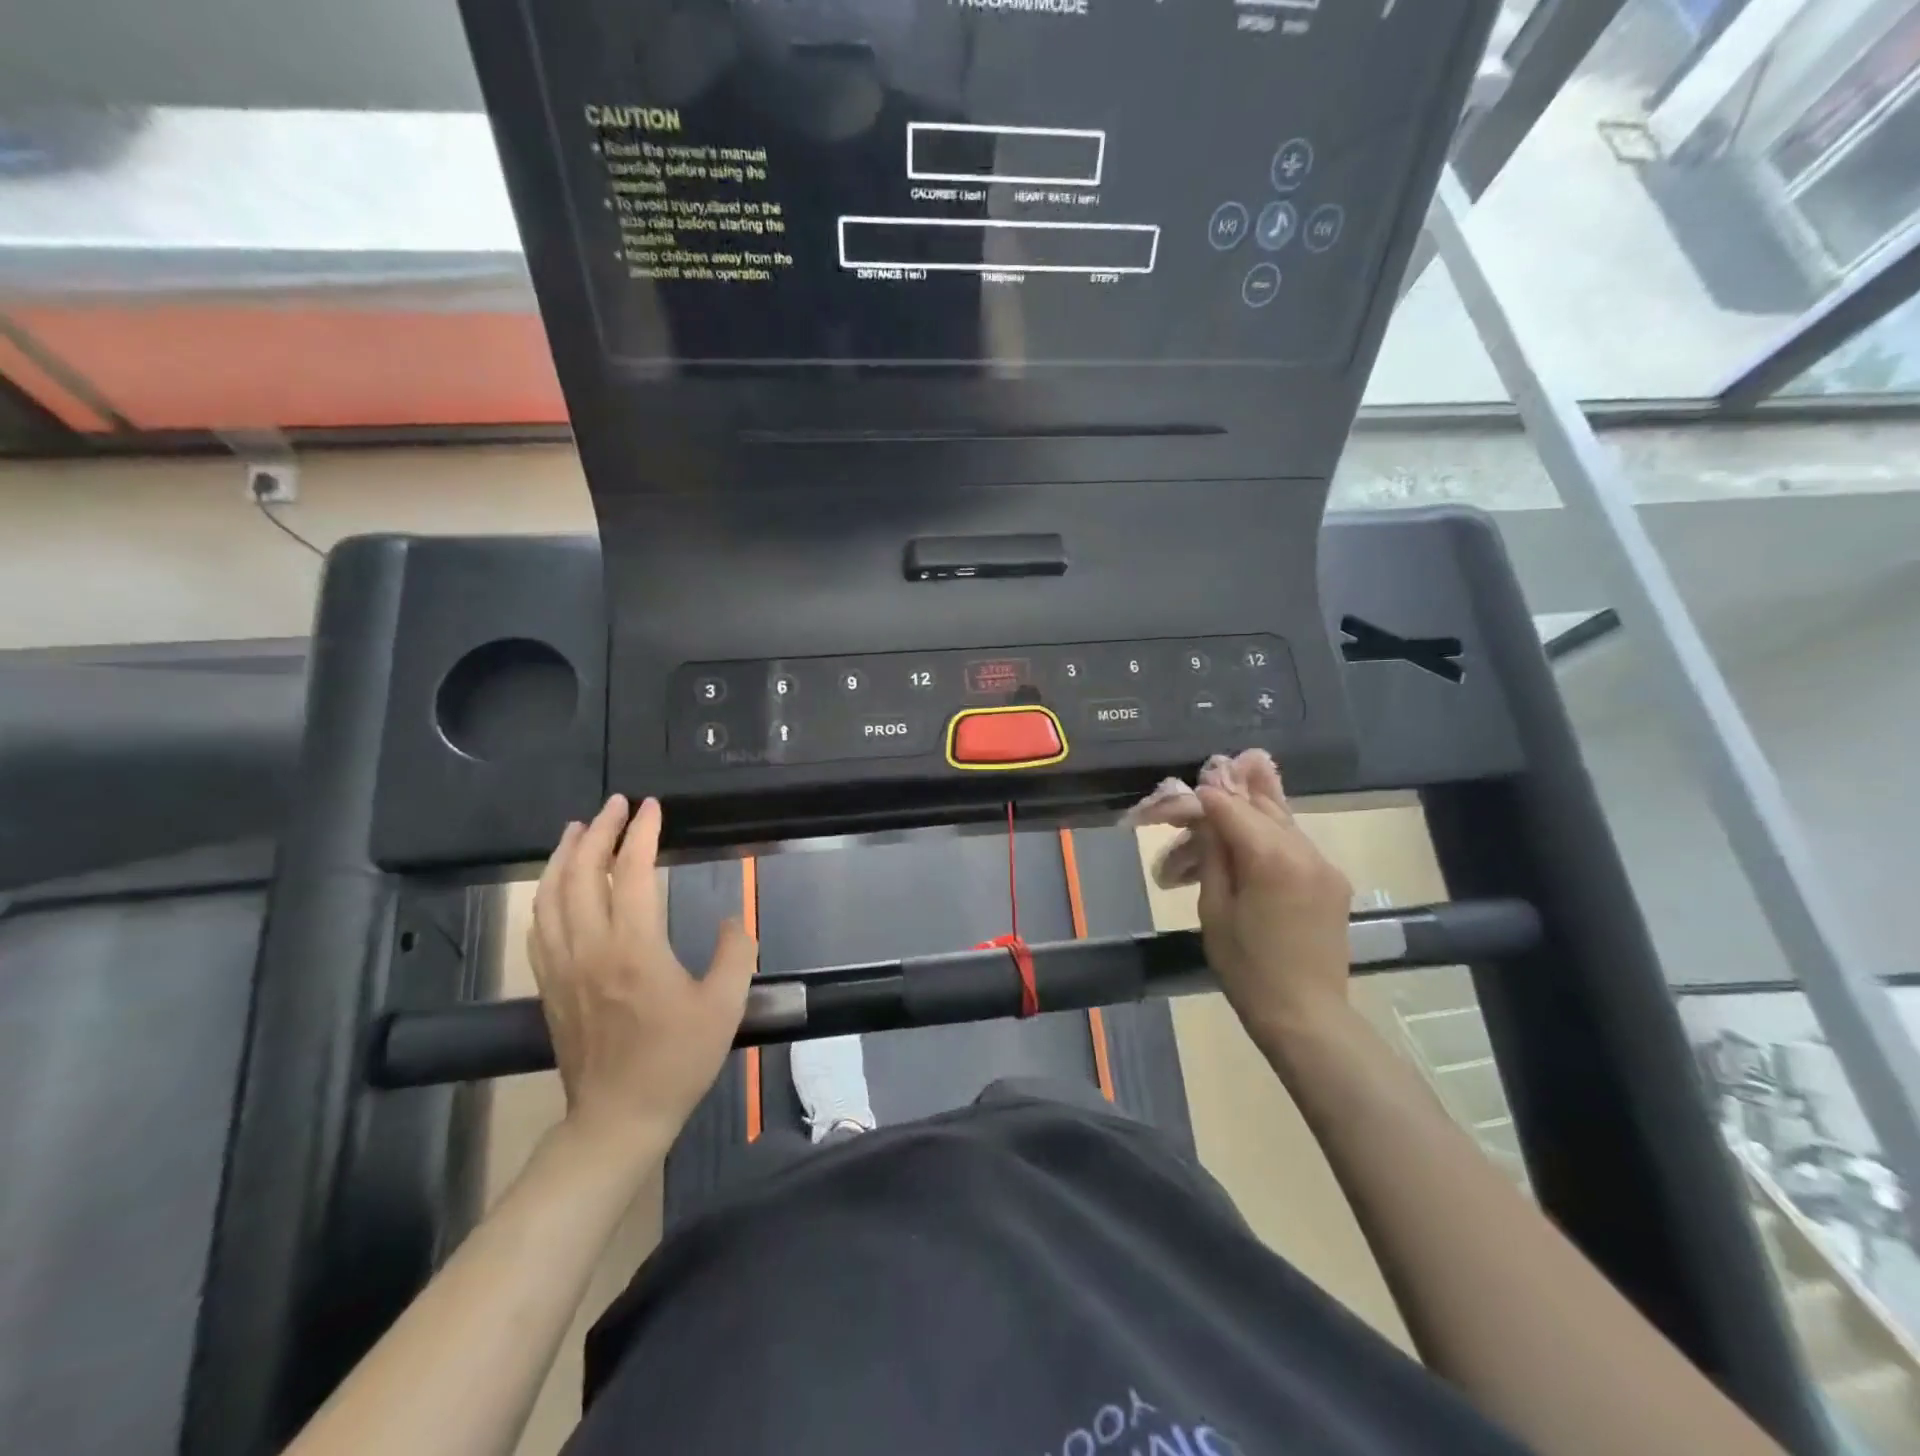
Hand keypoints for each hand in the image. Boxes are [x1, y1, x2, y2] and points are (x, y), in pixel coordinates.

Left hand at [529, 794, 757, 1159]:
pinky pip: (538, 926)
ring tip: (578, 829)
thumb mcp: (725, 1006)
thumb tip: (730, 922)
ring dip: (563, 856)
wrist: (619, 1117)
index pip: (629, 873)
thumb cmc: (677, 1060)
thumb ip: (735, 954)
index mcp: (633, 949)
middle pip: (580, 874)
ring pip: (548, 896)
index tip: (652, 807)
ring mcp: (562, 967)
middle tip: (616, 805)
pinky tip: (556, 885)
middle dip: (597, 831)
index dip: (641, 834)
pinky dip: (545, 893)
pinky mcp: (549, 985)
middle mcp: (589, 949)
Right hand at [1195, 765, 1353, 1051]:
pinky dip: (1273, 830)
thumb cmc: (1247, 967)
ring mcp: (1323, 864)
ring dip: (1257, 804)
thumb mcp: (1214, 910)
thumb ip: (1212, 855)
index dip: (1203, 796)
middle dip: (1238, 785)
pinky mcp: (1331, 880)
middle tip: (1220, 758)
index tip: (1181, 791)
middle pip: (1264, 804)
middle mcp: (1303, 851)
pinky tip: (1260, 822)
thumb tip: (1204, 815)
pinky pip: (1296, 843)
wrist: (1306, 1015)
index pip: (1230, 808)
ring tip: (1248, 766)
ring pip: (1284, 820)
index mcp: (1270, 858)